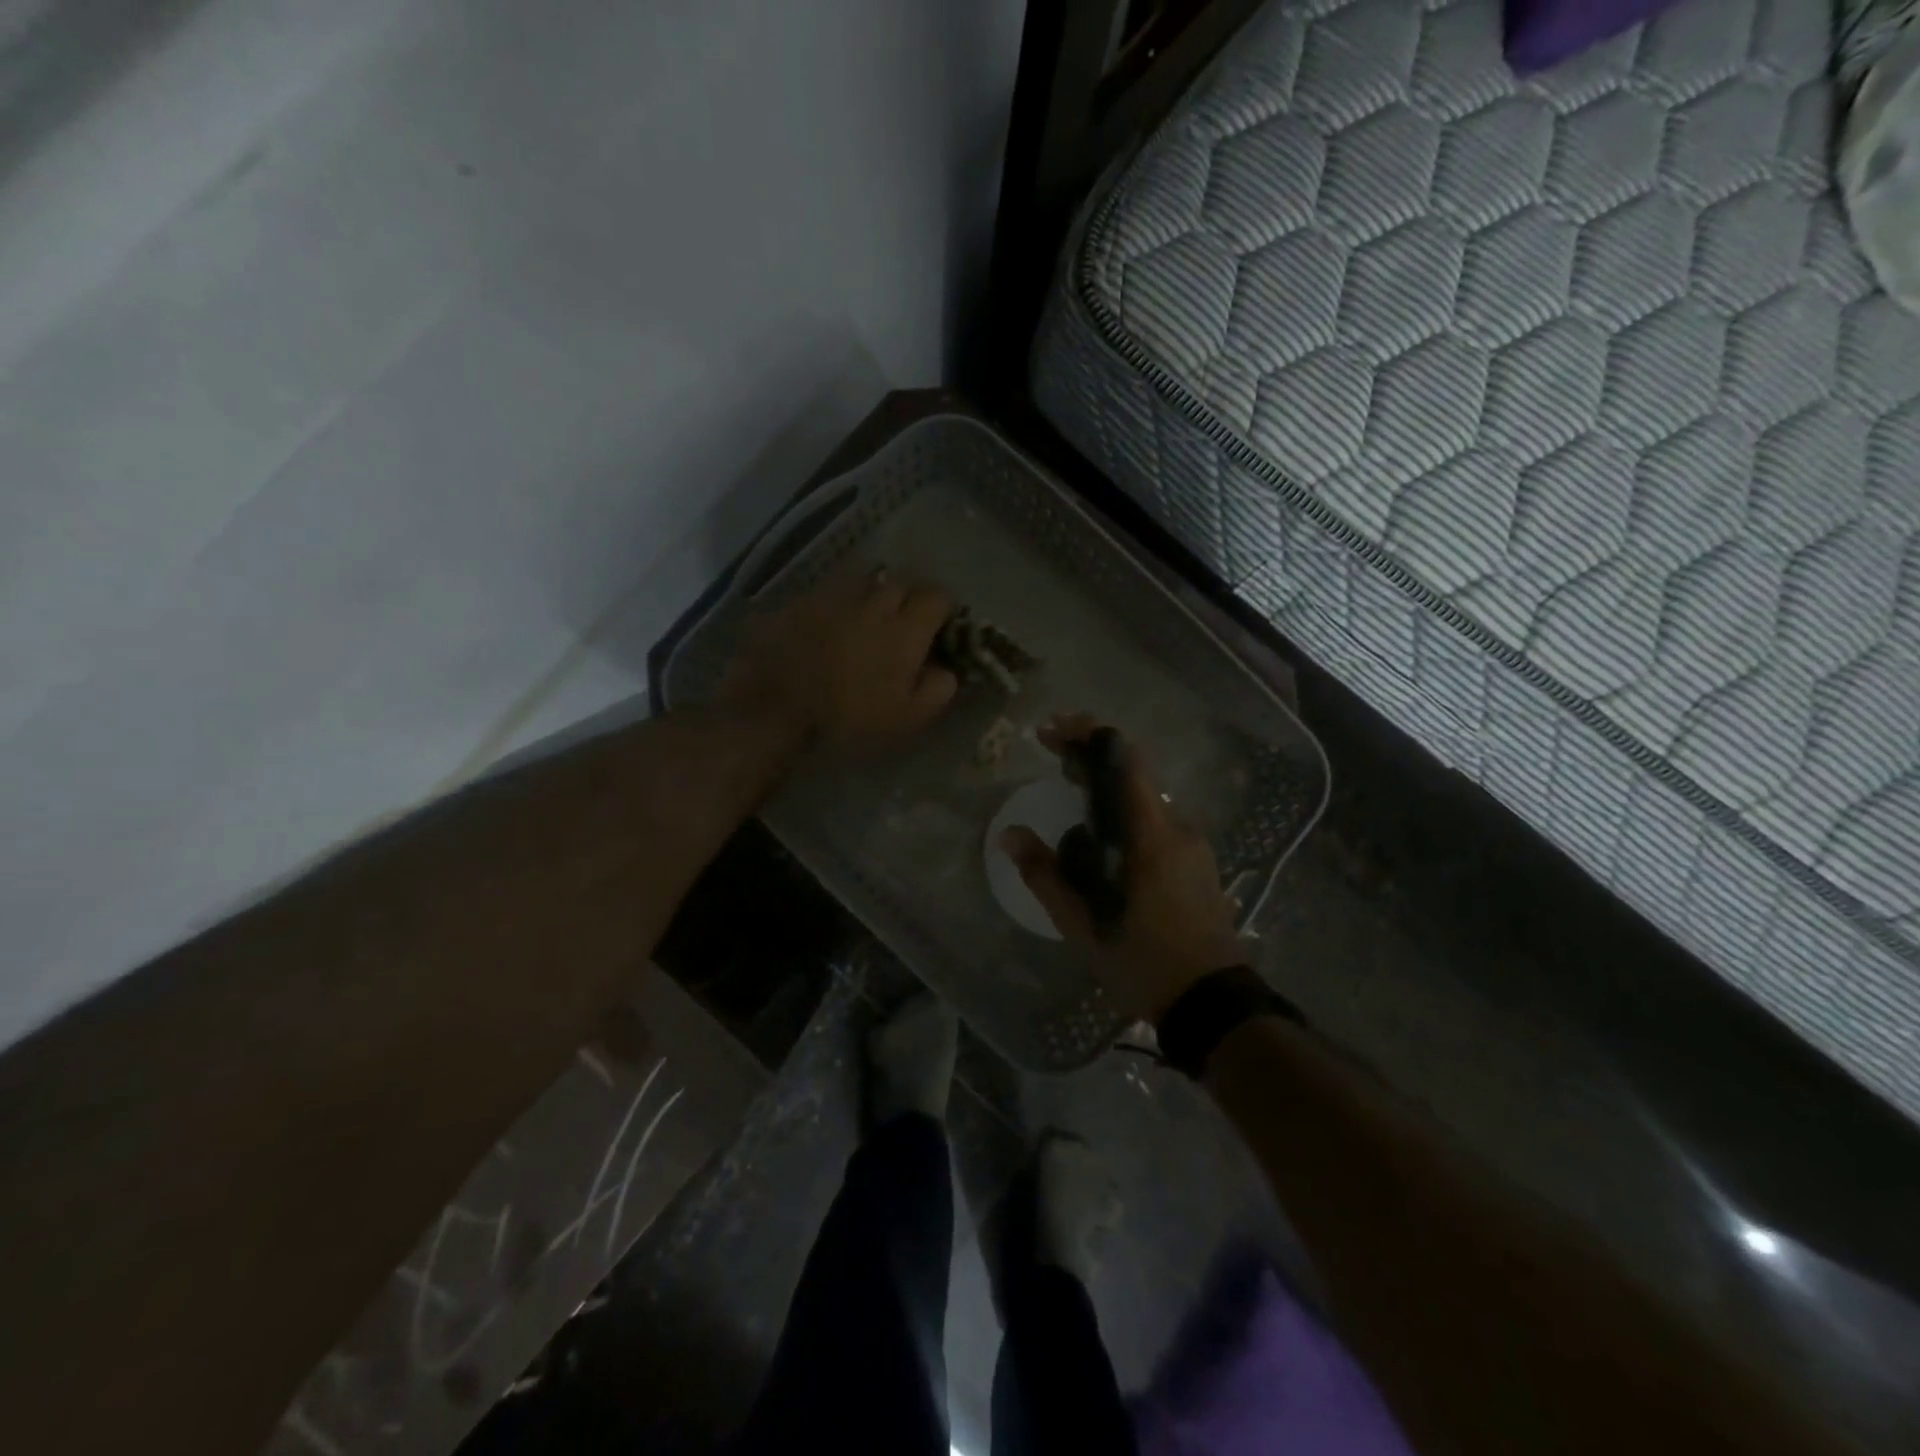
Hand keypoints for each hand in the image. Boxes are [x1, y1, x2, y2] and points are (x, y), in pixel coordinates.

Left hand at [722, 569, 958, 742]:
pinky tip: (832, 623)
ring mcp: (835, 596)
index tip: (938, 628)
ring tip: (868, 618)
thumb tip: (946, 671)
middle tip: (904, 623)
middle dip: (909, 598)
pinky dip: (840, 603)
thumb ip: (936, 690)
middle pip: (903, 582)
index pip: (937, 596)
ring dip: (874, 595)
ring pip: (866, 581)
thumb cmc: (848, 717)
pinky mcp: (803, 599)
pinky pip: (832, 591)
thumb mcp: (906, 718)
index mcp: (905, 628)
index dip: (942, 610)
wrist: (776, 706)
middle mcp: (874, 601)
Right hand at [1002, 714, 1243, 1021]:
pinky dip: (1125, 809)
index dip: (1088, 734)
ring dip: (1108, 784)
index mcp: (1150, 834)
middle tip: (1053, 752)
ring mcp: (1192, 844)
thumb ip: (1044, 874)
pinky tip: (1103, 833)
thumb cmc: (1142, 961)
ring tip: (1070, 788)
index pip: (1124, 760)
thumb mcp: (1080, 924)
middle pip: (1133, 772)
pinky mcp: (1197, 861)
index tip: (1052, 729)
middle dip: (1092, 754)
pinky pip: (1155, 819)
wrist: (1211, 1002)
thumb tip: (1009, 835)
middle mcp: (1177, 827)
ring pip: (1144, 797)